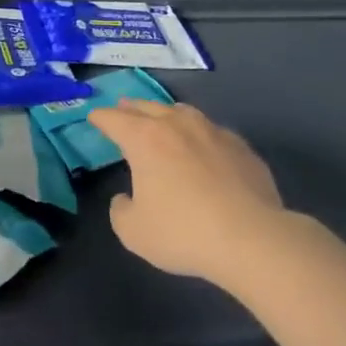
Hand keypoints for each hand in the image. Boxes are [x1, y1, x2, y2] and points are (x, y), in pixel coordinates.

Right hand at [91, 100, 286, 285]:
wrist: (251, 237)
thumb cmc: (183, 232)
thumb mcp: (133, 232)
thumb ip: (121, 210)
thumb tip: (126, 198)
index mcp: (145, 139)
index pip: (115, 119)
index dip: (101, 118)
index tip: (94, 117)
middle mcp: (177, 125)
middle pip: (147, 107)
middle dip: (131, 108)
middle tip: (122, 108)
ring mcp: (212, 132)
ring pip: (183, 112)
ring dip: (166, 113)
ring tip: (162, 118)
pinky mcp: (241, 147)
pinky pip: (212, 131)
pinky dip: (199, 134)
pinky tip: (204, 146)